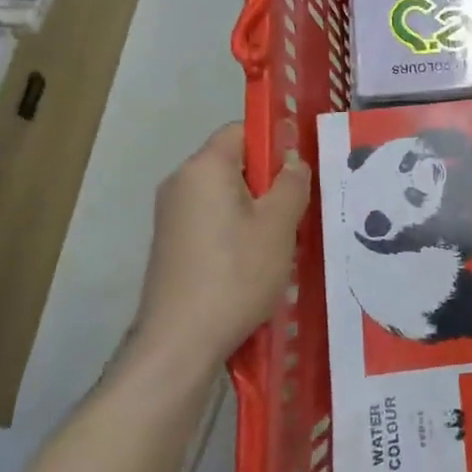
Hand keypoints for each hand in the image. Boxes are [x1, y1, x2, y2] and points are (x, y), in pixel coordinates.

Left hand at [132, 123, 311, 370]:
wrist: (180, 341)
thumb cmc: (236, 273)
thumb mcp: (279, 225)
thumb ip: (292, 183)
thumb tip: (293, 162)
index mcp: (204, 167)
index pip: (242, 130)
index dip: (275, 142)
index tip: (300, 173)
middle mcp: (181, 183)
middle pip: (234, 163)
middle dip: (269, 182)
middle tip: (298, 213)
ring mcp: (171, 215)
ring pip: (226, 195)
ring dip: (257, 211)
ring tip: (281, 243)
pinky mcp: (171, 244)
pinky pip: (212, 221)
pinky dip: (237, 232)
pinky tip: (255, 264)